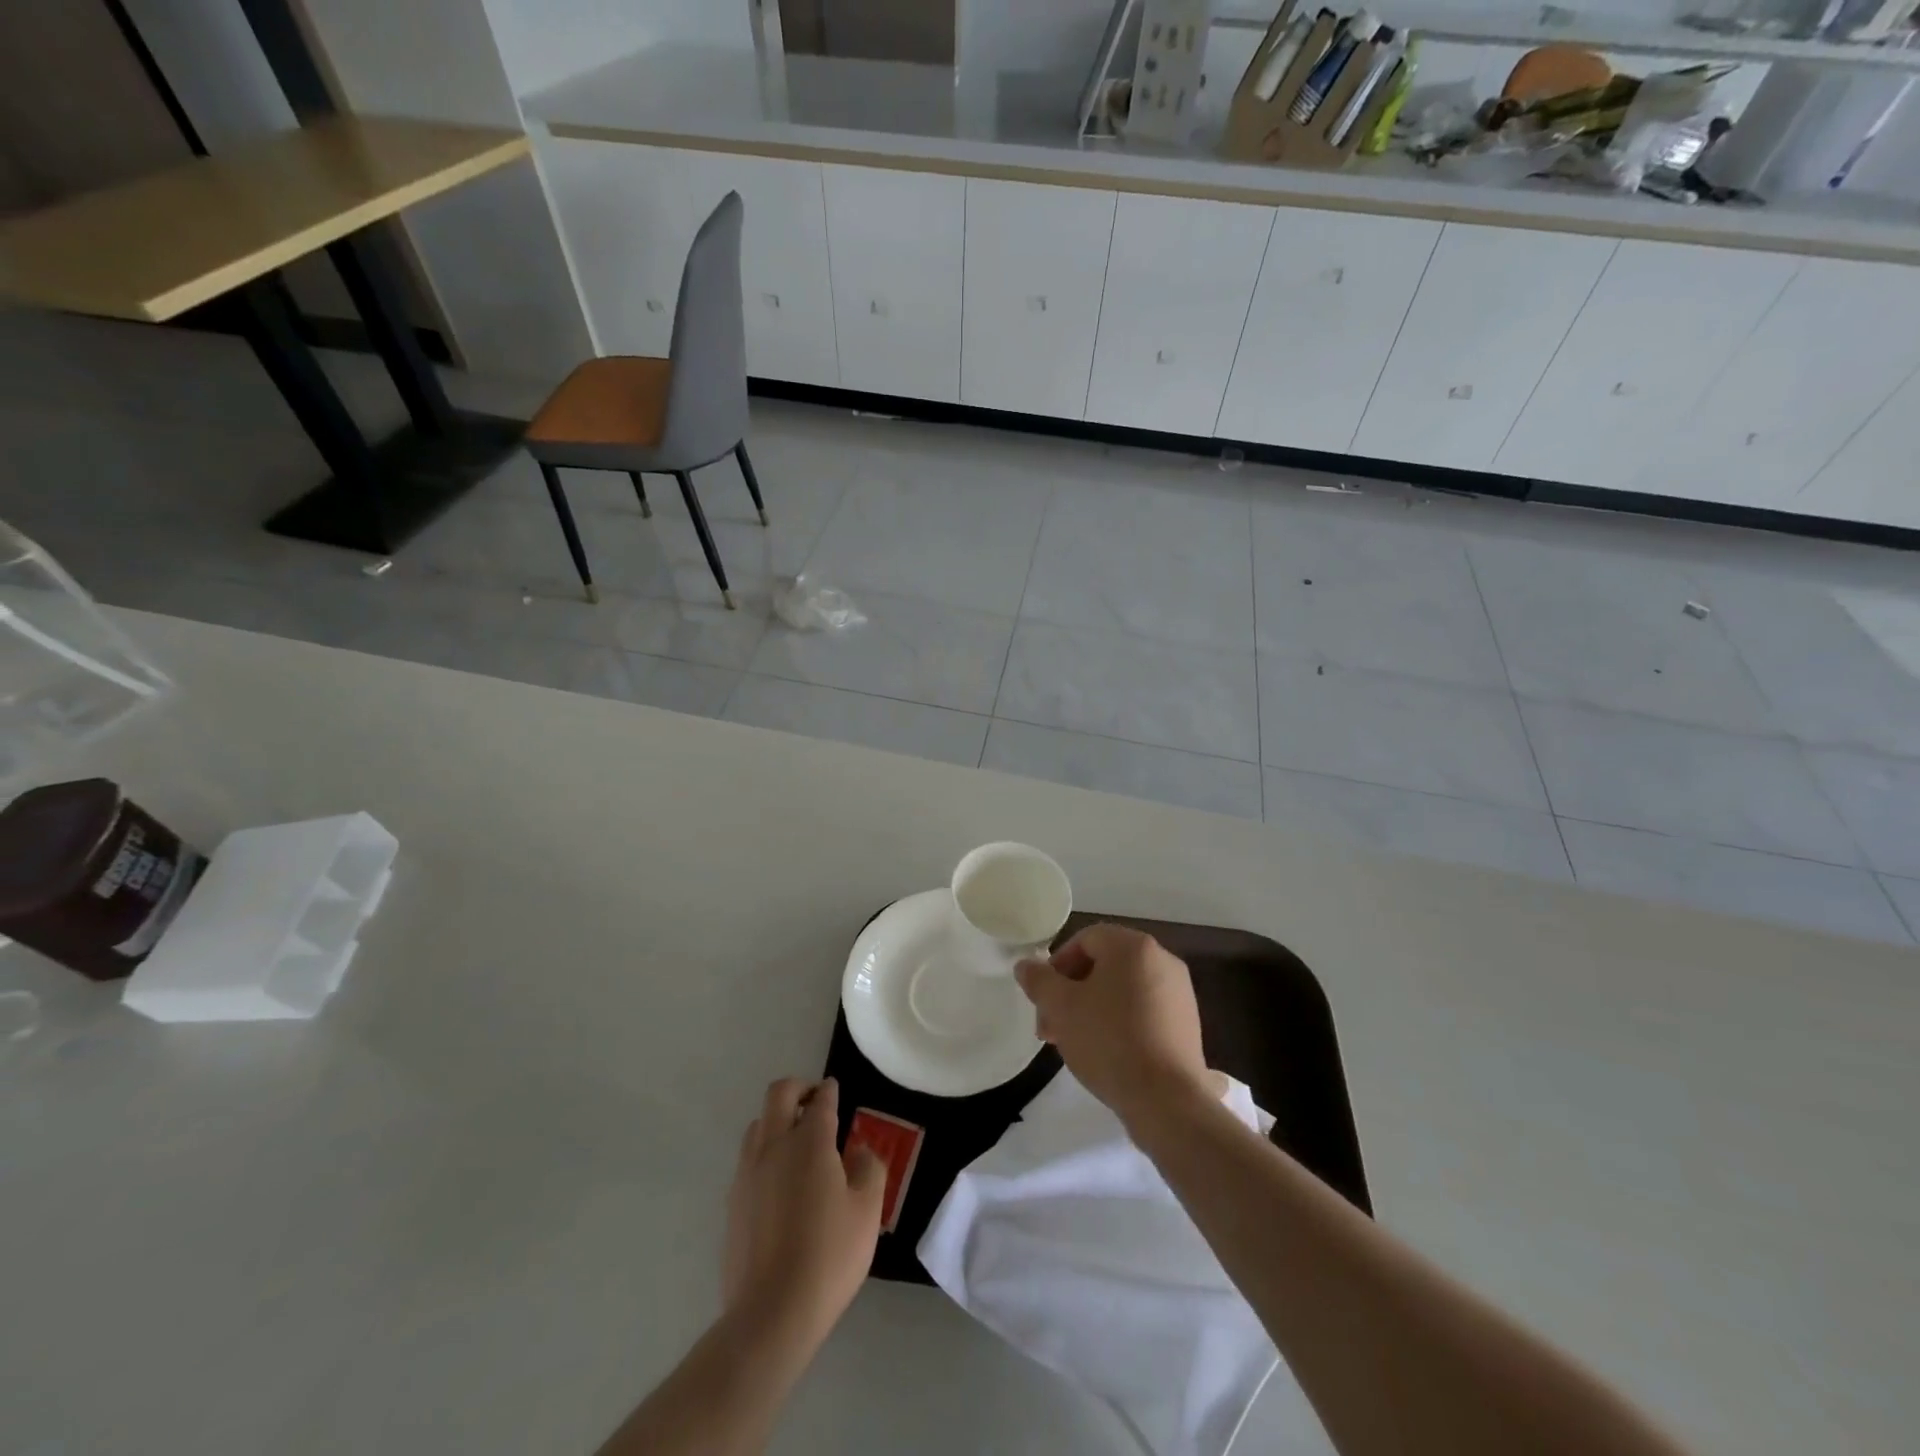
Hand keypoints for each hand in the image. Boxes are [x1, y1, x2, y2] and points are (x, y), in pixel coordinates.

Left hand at [723, 1077, 884, 1348]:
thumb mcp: (867, 1211)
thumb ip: (869, 1168)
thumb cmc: (829, 1256)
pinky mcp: (733, 1201)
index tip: (835, 1089)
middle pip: (779, 1094)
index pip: (820, 1100)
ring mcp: (748, 1173)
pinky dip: (765, 1151)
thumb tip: (858, 1149)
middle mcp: (774, 1146)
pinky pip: (748, 1158)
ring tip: (797, 1140)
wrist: (771, 1313)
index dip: (830, 1090)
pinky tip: (780, 1180)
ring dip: (777, 1119)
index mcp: (810, 1141)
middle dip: (798, 1088)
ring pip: (758, 1124)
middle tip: (814, 1101)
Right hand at [1016, 923, 1210, 1126]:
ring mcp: (1179, 993)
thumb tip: (1025, 965)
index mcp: (1133, 946)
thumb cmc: (1109, 1041)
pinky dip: (1119, 1023)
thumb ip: (1039, 980)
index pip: (1085, 939)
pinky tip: (1105, 1054)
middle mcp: (1161, 959)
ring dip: (1091, 1010)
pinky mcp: (1186, 1024)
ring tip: (1074, 1045)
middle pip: (1103, 965)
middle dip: (1071, 993)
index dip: (1057, 966)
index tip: (1044, 1000)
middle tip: (1051, 1028)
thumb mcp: (1061, 1008)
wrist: (1167, 1100)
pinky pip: (1143, 1011)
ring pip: (1121, 990)